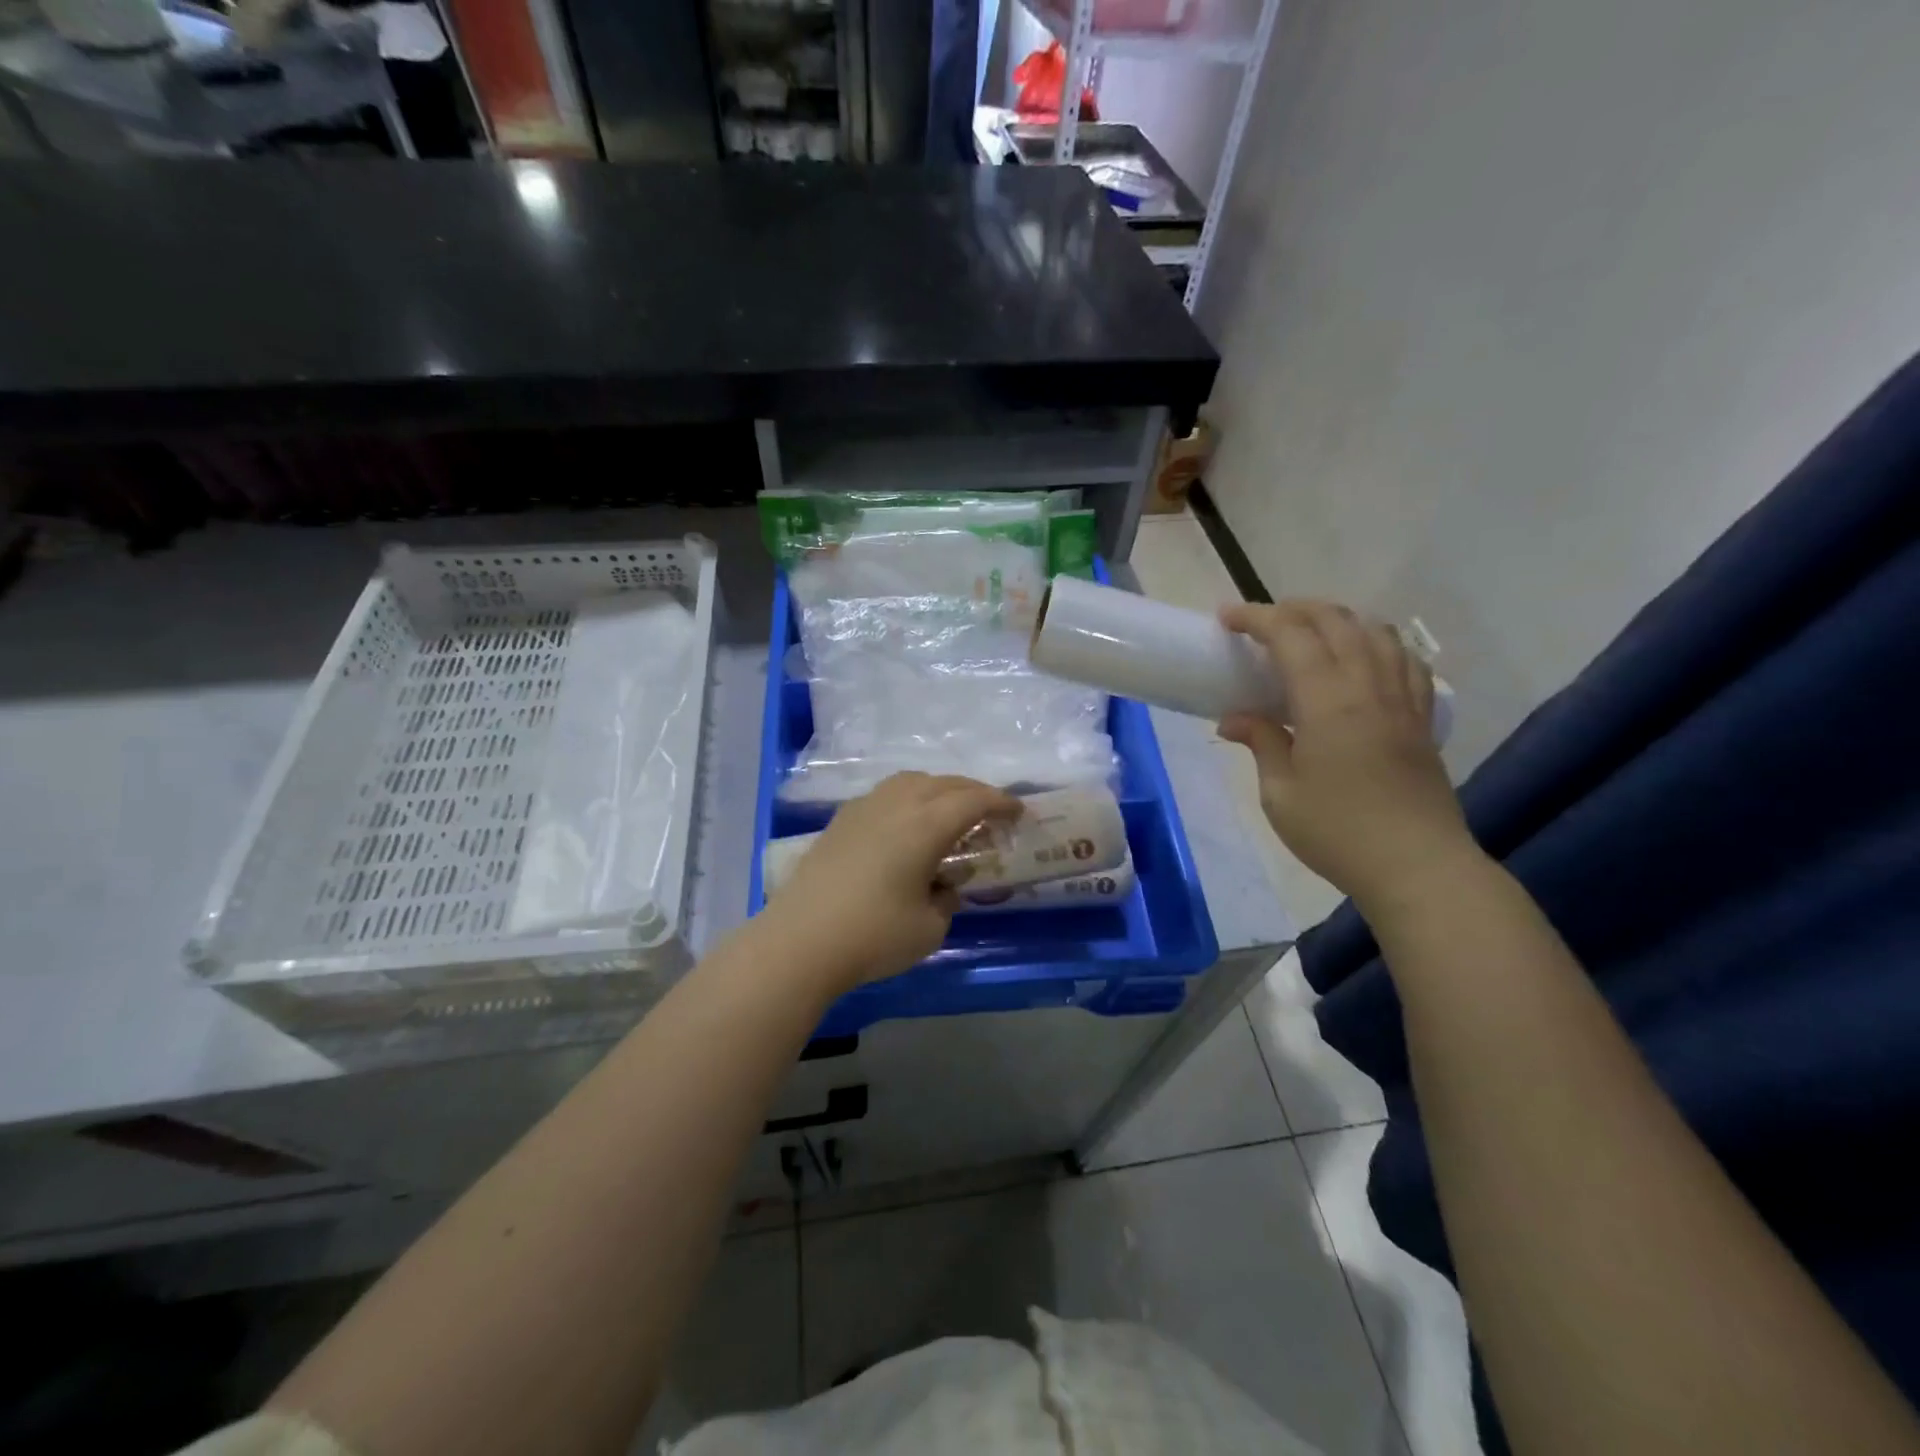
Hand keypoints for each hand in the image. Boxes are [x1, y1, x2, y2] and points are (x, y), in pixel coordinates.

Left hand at [760, 773, 1018, 993]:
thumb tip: (942, 885)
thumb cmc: (873, 935)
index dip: (1000, 803)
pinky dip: (909, 799)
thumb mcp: (929, 928)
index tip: (1018, 811)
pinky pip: (886, 795)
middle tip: (991, 811)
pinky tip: (906, 824)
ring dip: (938, 789)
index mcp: (925, 825)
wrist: (800, 940)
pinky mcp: (840, 821)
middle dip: (973, 792)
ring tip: (949, 812)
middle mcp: (896, 804)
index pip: (973, 801)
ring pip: (911, 781)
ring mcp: (864, 808)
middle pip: (944, 783)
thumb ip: (946, 900)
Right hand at [1218, 601, 1474, 909]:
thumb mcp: (1281, 793)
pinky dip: (1377, 642)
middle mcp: (1369, 686)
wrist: (1418, 867)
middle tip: (1261, 622)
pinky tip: (1363, 657)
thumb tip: (1234, 718)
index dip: (1256, 617)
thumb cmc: (1338, 832)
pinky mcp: (1422, 718)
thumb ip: (1261, 743)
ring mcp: (1402, 699)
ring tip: (1309, 632)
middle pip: (1336, 621)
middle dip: (1294, 609)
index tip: (1226, 617)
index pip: (1291, 636)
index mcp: (1328, 701)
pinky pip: (1404, 659)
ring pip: (1375, 631)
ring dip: (1337, 619)